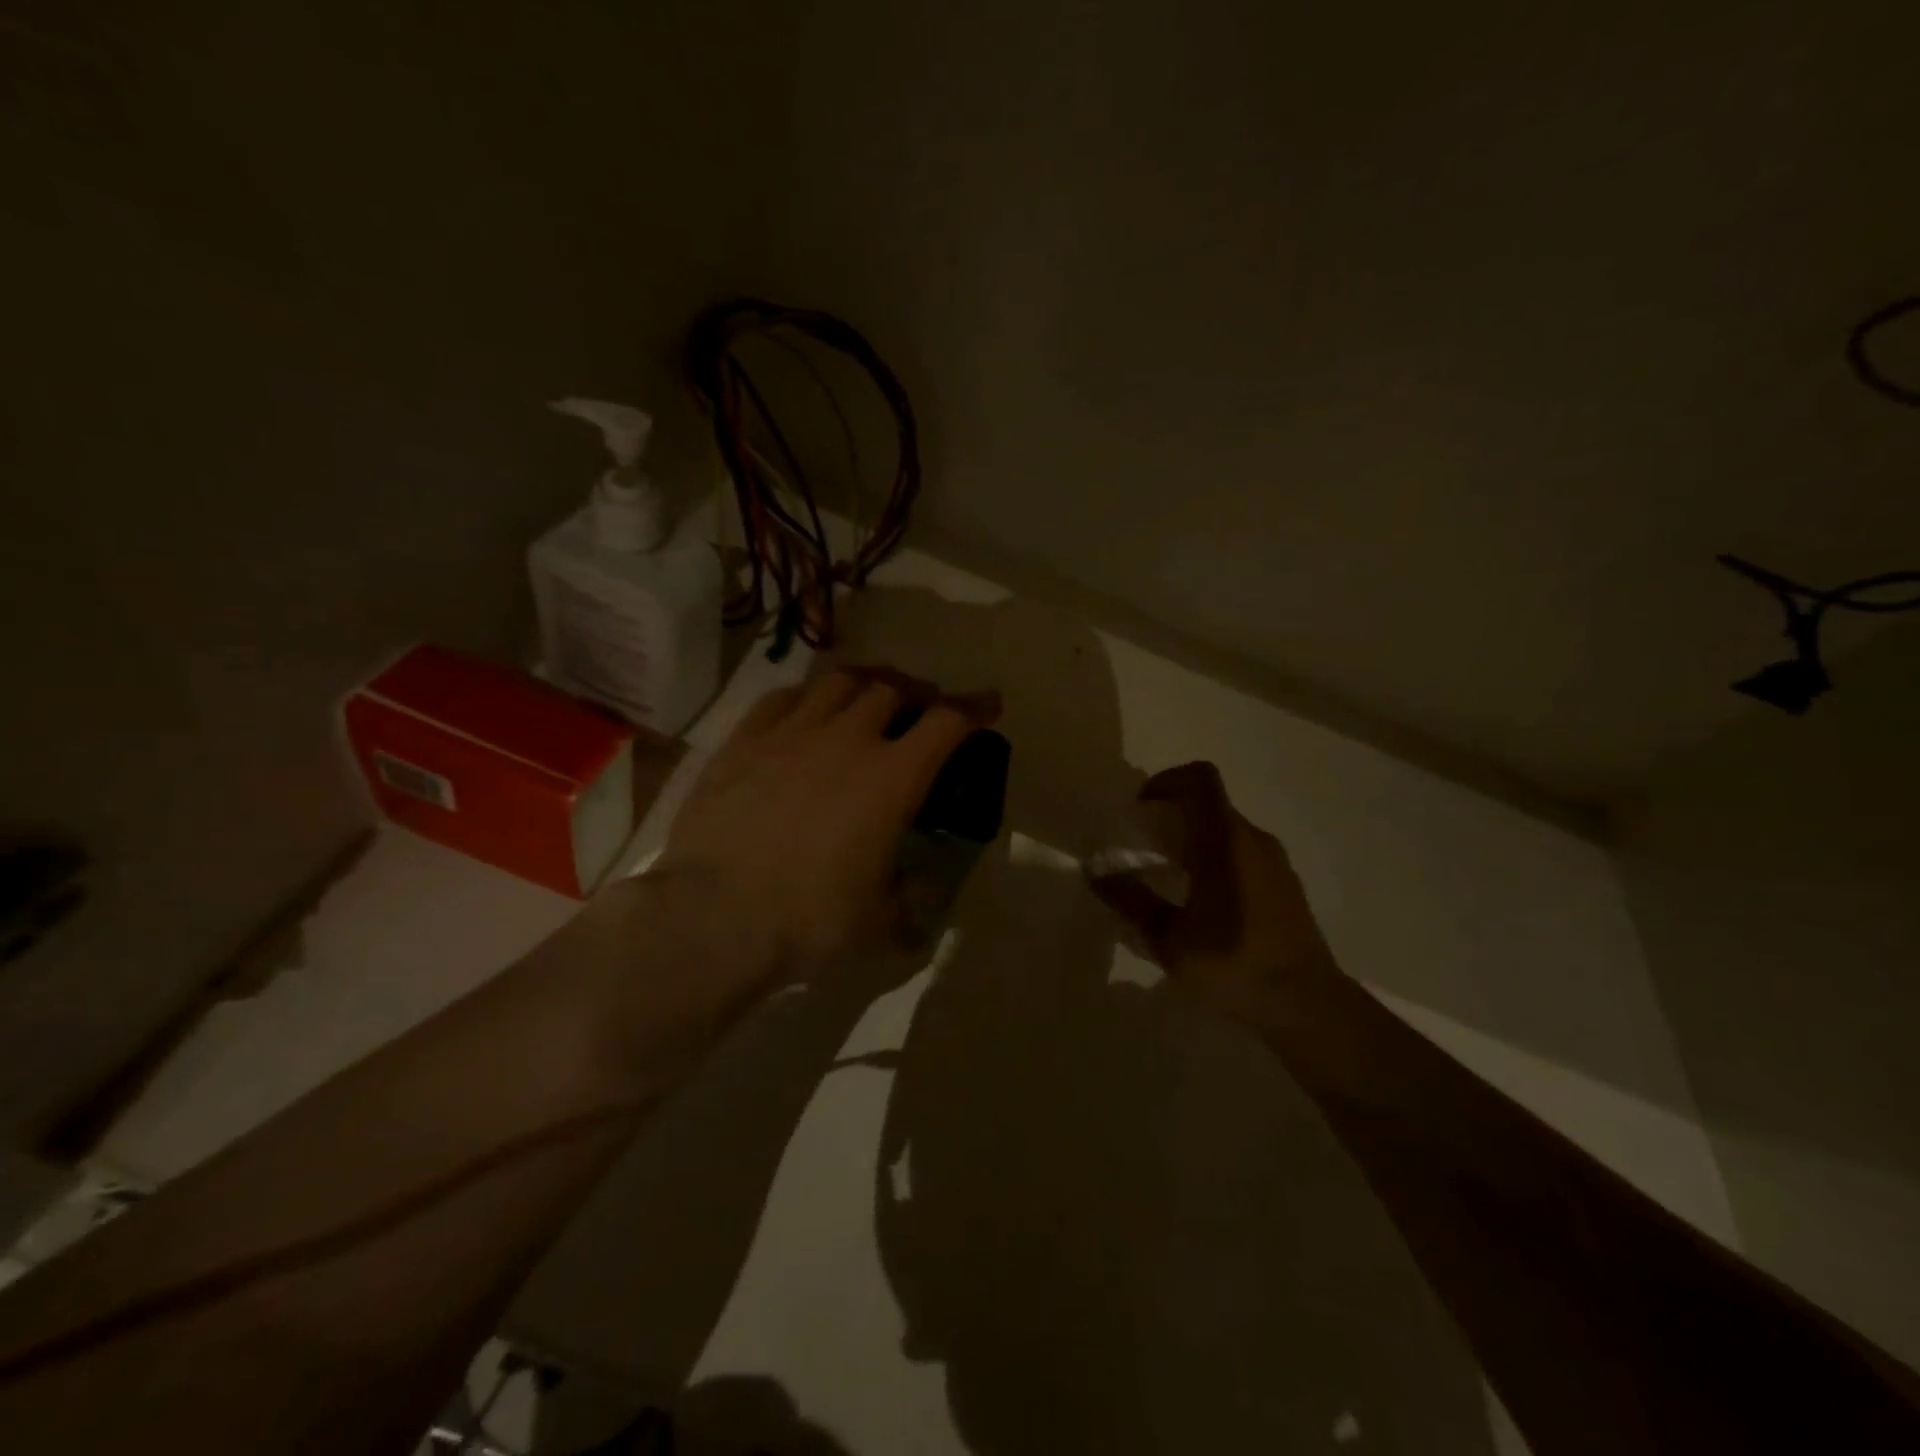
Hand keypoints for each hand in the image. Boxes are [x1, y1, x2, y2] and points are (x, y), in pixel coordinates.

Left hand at [656, 669, 996, 980]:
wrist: (715, 916)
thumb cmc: (809, 919)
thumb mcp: (879, 920)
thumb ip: (909, 897)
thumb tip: (921, 886)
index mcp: (891, 779)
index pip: (945, 723)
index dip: (974, 708)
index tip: (989, 704)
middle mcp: (847, 740)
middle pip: (891, 689)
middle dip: (914, 693)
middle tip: (918, 708)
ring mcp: (791, 733)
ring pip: (838, 682)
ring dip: (864, 684)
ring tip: (867, 697)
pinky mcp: (743, 741)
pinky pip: (782, 698)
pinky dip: (807, 696)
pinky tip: (806, 709)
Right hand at [1091, 761, 1340, 1017]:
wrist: (1308, 1005)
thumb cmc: (1233, 964)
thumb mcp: (1169, 939)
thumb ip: (1130, 900)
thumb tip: (1095, 872)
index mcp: (1224, 841)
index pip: (1200, 779)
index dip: (1166, 780)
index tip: (1141, 807)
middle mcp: (1252, 839)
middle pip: (1210, 801)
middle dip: (1173, 812)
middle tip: (1143, 845)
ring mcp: (1274, 860)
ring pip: (1227, 827)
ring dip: (1194, 835)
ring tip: (1168, 873)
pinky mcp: (1284, 883)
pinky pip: (1243, 850)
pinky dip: (1216, 855)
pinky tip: (1202, 899)